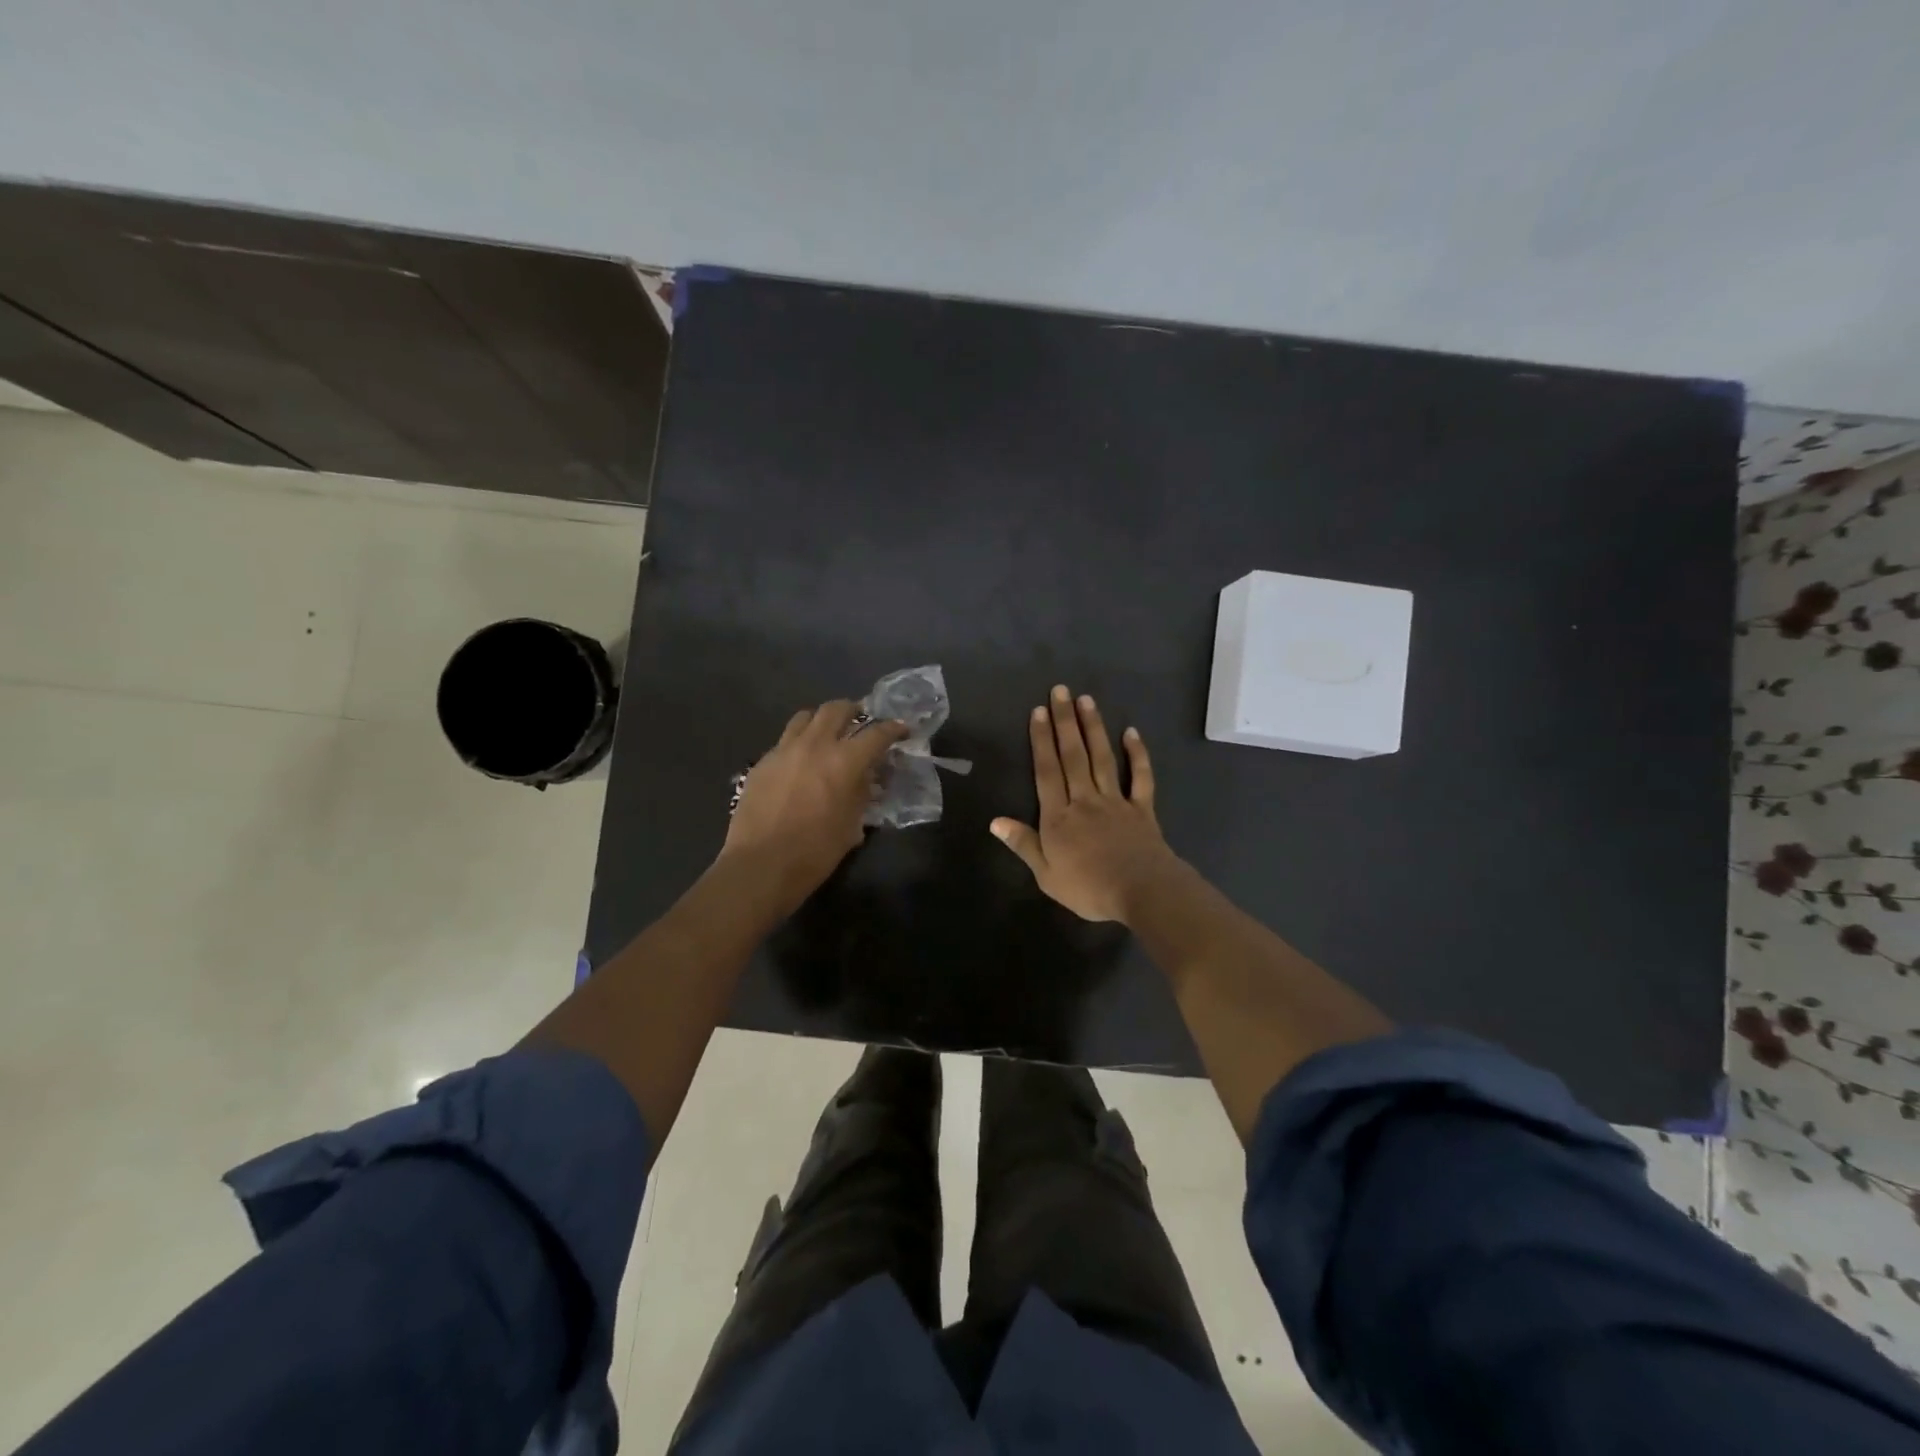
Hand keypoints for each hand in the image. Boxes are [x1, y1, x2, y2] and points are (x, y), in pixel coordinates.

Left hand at [723, 701, 908, 906]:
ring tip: (828, 733)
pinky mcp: (762, 762)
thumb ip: (862, 794)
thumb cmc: (814, 852)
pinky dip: (799, 741)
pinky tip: (801, 760)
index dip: (893, 729)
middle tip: (862, 721)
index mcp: (844, 761)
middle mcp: (814, 745)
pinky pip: (785, 739)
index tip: (901, 729)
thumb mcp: (851, 825)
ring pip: (806, 716)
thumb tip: (866, 779)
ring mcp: (784, 750)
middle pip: (836, 709)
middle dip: (854, 710)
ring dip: (822, 720)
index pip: (876, 734)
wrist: (760, 865)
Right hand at [991, 685, 1184, 924]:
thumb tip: (995, 821)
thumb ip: (1023, 844)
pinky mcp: (1141, 808)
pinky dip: (1137, 754)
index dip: (1041, 740)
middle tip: (1061, 691)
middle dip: (1065, 722)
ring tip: (1086, 700)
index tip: (1038, 711)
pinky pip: (1140, 777)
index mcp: (1059, 817)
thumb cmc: (1089, 888)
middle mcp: (1085, 800)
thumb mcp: (1046, 875)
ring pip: (1102, 758)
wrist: (1142, 892)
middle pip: (1073, 756)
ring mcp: (1115, 801)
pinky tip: (1131, 732)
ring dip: (1093, 728)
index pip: (1047, 771)